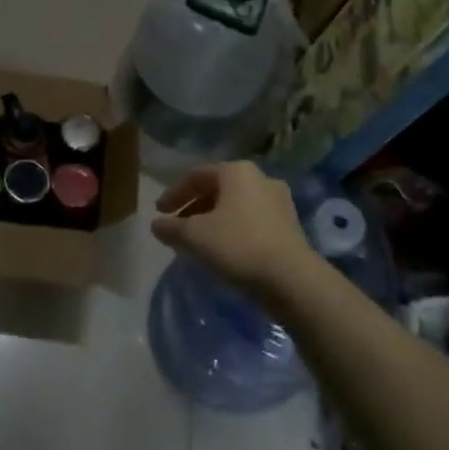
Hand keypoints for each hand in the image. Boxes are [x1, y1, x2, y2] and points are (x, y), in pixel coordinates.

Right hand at [150, 162, 317, 297]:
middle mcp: (260, 178)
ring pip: (236, 205)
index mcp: (237, 172)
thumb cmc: (238, 245)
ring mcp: (279, 202)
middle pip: (218, 188)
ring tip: (198, 240)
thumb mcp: (195, 236)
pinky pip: (252, 220)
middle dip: (194, 206)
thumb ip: (171, 228)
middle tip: (177, 226)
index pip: (196, 175)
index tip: (159, 212)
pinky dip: (233, 229)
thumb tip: (156, 224)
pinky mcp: (290, 225)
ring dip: (213, 219)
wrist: (292, 278)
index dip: (174, 193)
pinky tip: (223, 250)